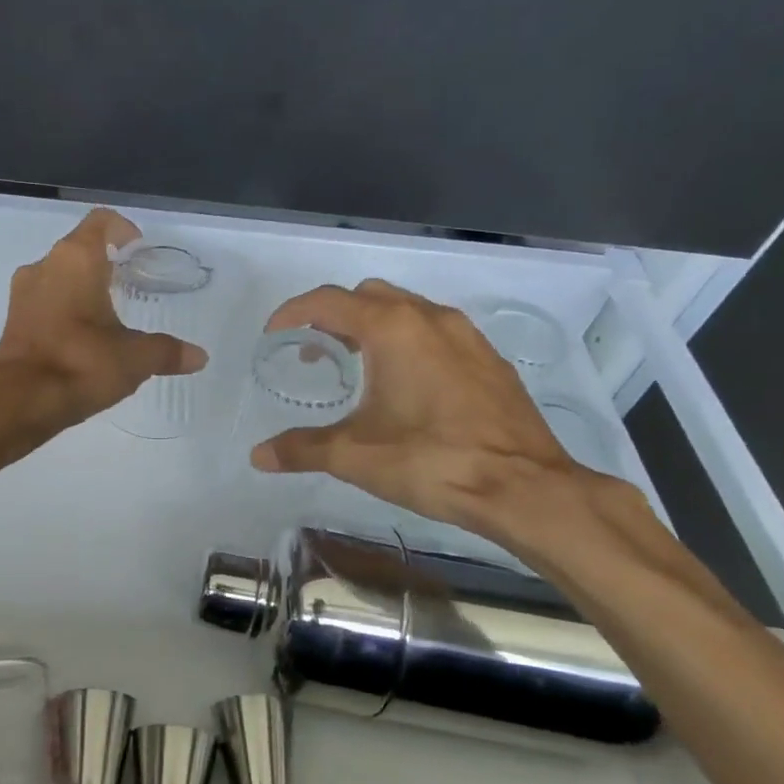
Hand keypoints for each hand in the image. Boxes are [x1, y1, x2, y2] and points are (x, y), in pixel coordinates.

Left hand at [0, 208, 207, 430]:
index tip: (137, 248)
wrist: (20, 401)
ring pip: (58, 274)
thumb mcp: (134, 358)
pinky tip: (83, 336)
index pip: (101, 222)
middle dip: (104, 261)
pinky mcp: (13, 318)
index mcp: (76, 259)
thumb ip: (167, 352)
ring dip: (81, 285)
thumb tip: (199, 357)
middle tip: (130, 282)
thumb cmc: (81, 363)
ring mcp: (24, 291)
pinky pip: (44, 299)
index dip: (122, 229)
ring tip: (108, 312)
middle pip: (78, 247)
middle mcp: (45, 265)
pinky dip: (64, 307)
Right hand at [251, 279, 618, 554]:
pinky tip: (409, 386)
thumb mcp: (356, 456)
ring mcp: (466, 335)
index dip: (293, 313)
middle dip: (335, 316)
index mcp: (392, 328)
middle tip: (317, 353)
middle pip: (368, 296)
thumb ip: (302, 449)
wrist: (525, 488)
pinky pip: (437, 332)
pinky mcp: (489, 359)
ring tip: (359, 367)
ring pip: (407, 310)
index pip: (328, 301)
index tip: (274, 337)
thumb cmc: (432, 461)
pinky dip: (409, 342)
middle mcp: (429, 318)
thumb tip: (258, 455)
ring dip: (374, 327)